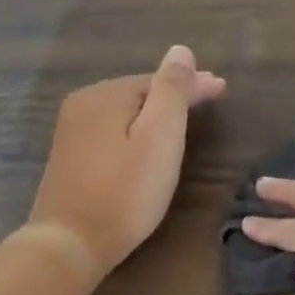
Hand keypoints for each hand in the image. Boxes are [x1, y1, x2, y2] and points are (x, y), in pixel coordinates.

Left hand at [26, 45, 225, 278]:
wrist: (71, 243)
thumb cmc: (125, 191)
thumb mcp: (160, 138)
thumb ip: (172, 91)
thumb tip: (180, 51)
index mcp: (106, 95)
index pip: (159, 80)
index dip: (193, 83)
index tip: (223, 87)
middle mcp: (83, 104)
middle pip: (140, 92)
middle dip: (174, 94)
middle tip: (209, 98)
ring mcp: (72, 131)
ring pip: (126, 110)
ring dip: (156, 110)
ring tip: (186, 115)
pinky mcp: (71, 156)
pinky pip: (113, 129)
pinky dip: (137, 128)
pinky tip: (149, 139)